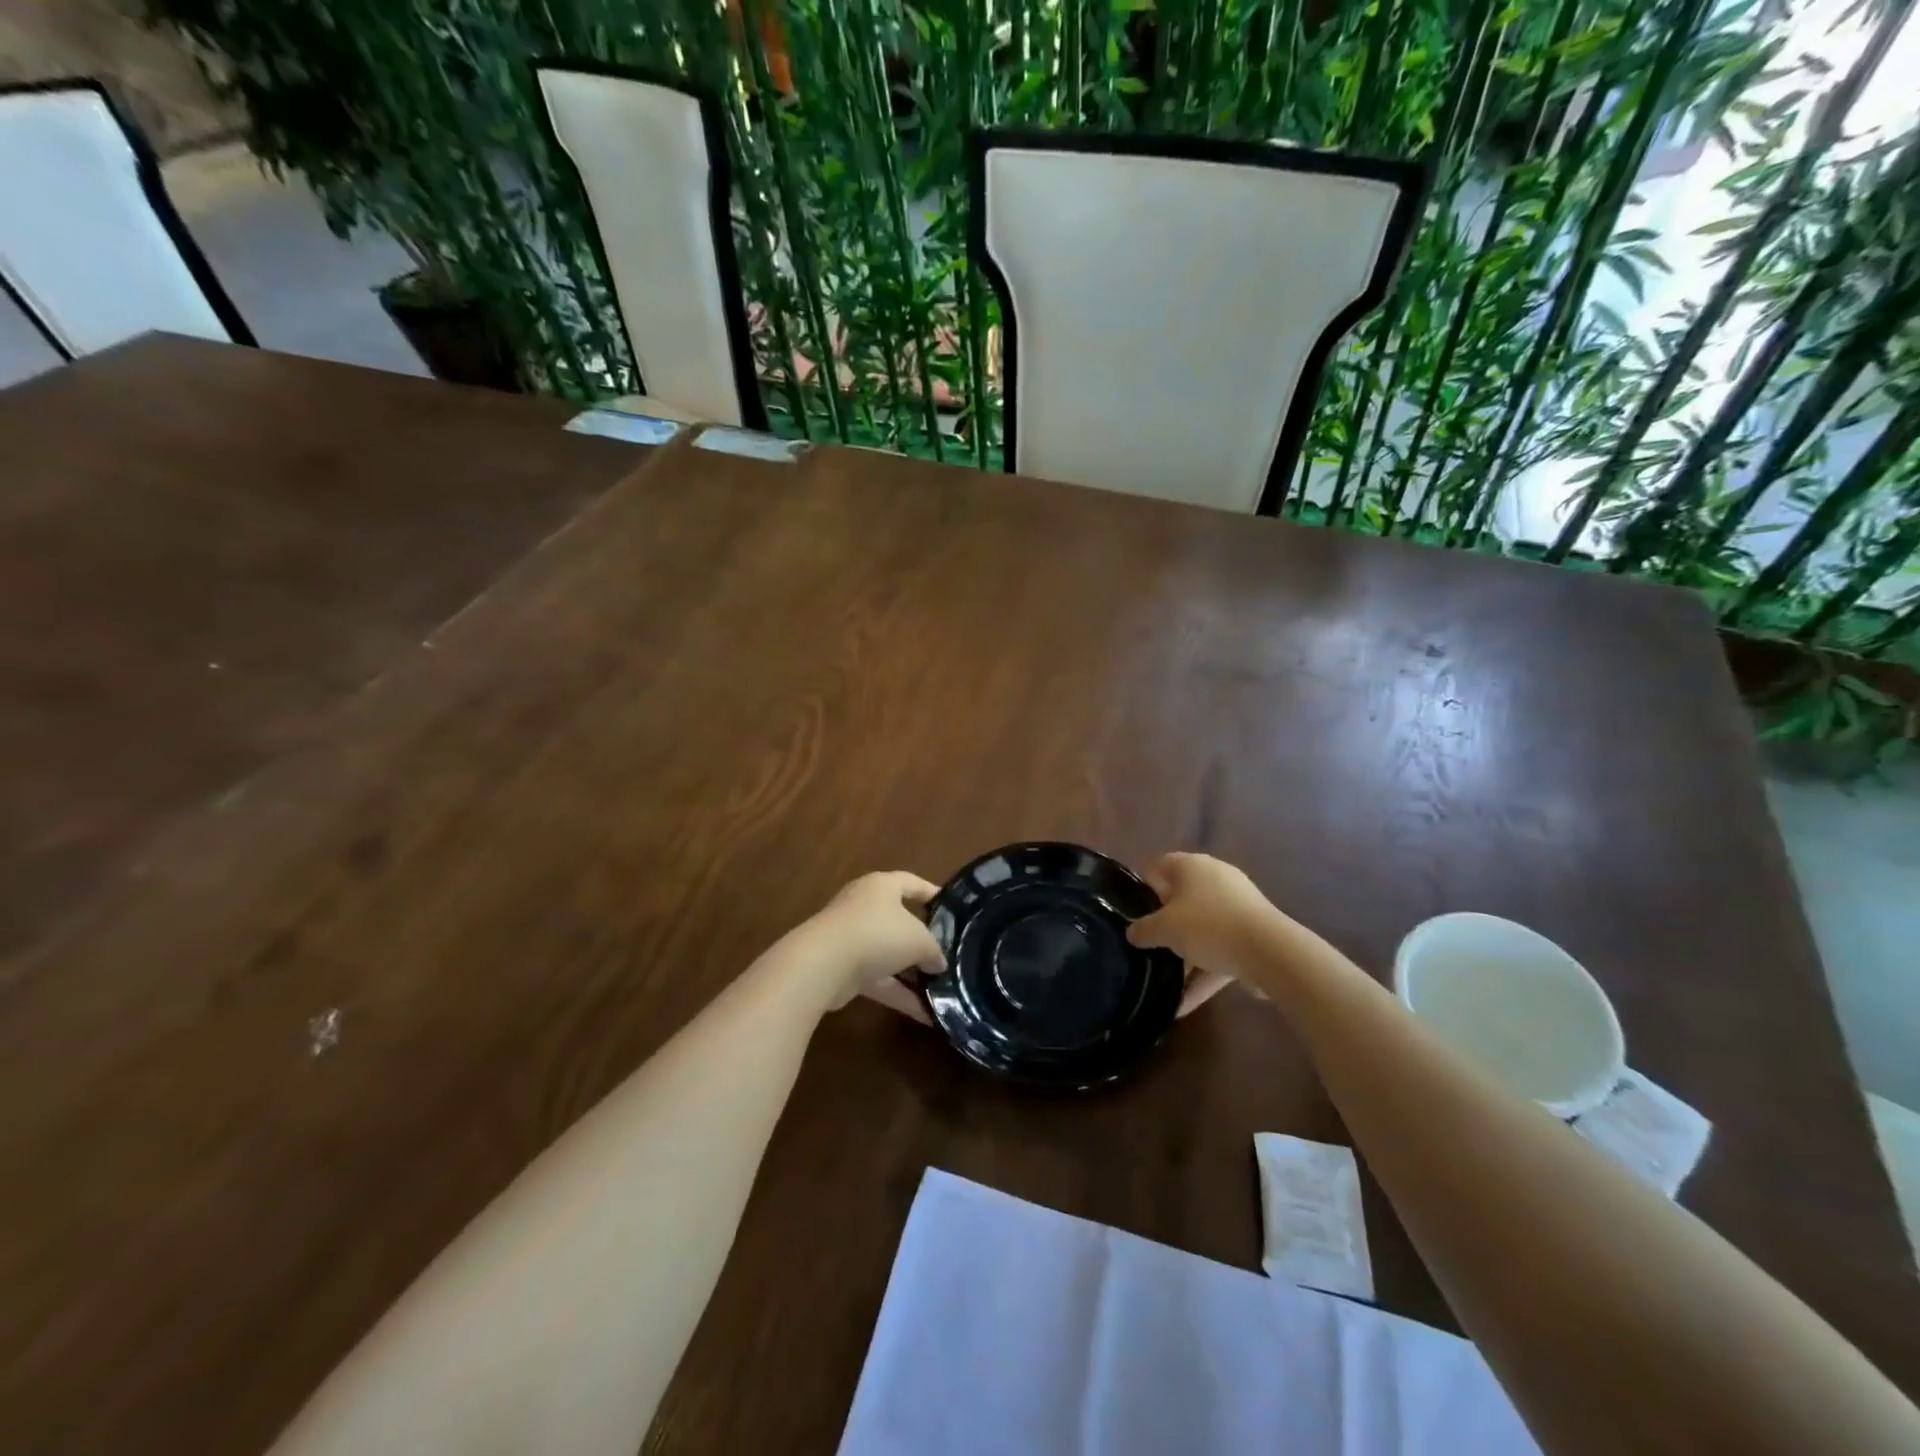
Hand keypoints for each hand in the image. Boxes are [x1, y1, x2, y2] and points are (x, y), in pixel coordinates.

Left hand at [793, 871, 944, 1020]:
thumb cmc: (877, 934)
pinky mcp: (843, 968)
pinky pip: (878, 979)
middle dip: (922, 941)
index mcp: (882, 887)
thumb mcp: (919, 939)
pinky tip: (924, 1014)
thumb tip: (938, 963)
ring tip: (941, 990)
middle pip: (899, 920)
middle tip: (947, 955)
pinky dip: (899, 994)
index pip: (912, 883)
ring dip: (911, 973)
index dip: (933, 894)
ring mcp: (851, 938)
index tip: (952, 911)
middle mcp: (864, 906)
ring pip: (888, 954)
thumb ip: (934, 949)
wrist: (822, 965)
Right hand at [1129, 853, 1283, 1004]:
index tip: (1131, 913)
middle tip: (1148, 944)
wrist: (1269, 952)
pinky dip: (1204, 974)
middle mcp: (1215, 878)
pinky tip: (1184, 1005)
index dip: (1143, 887)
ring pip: (1202, 928)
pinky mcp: (1253, 934)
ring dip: (1185, 954)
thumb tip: (1132, 933)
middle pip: (1181, 898)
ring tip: (1164, 982)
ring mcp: (1237, 906)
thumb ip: (1143, 930)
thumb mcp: (1164, 929)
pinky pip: (1221, 951)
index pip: (1159, 866)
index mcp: (1192, 866)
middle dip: (1165, 923)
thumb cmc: (1208, 926)